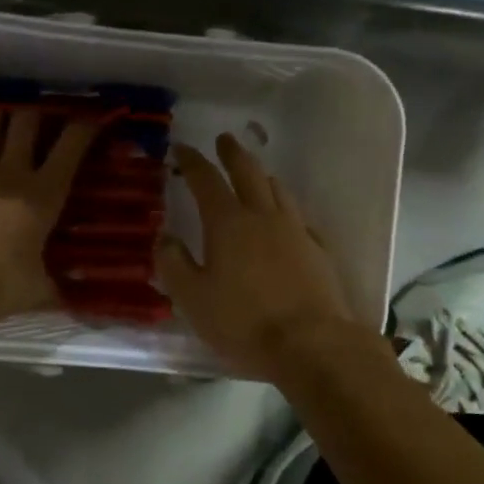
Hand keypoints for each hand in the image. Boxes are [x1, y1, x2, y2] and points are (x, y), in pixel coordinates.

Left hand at [0, 106, 99, 334]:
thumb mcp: (36, 289)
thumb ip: (53, 285)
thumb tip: (70, 296)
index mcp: (43, 194)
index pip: (71, 146)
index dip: (84, 127)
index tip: (91, 119)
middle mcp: (10, 171)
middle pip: (25, 120)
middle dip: (33, 114)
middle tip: (35, 119)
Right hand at [157, 133, 356, 379]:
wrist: (312, 344)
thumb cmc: (243, 322)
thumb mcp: (193, 299)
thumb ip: (173, 264)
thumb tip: (165, 237)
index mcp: (227, 223)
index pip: (206, 180)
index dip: (192, 161)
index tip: (181, 147)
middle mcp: (263, 216)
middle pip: (248, 172)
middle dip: (233, 153)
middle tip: (224, 139)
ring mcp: (295, 231)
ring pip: (278, 190)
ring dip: (261, 176)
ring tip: (255, 174)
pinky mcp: (318, 250)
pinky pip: (299, 217)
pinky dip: (286, 208)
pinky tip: (286, 219)